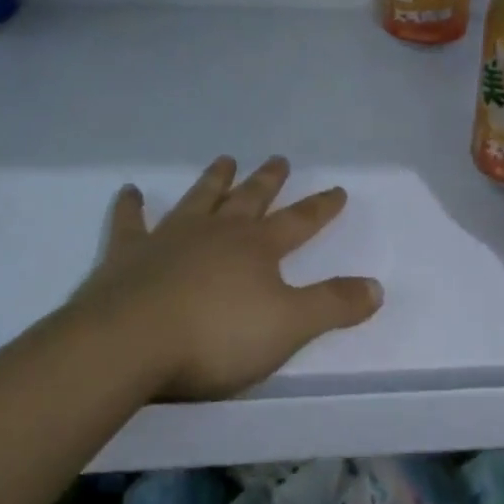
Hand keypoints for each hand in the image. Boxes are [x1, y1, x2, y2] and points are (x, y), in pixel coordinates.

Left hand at [72, 155, 382, 401]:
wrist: (128, 344)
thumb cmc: (215, 336)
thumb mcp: (289, 326)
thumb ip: (333, 305)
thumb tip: (377, 287)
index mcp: (258, 248)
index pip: (300, 221)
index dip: (322, 207)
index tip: (338, 189)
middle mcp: (218, 233)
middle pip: (250, 199)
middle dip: (268, 180)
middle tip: (279, 159)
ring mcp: (170, 239)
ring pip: (199, 199)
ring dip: (214, 180)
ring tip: (225, 159)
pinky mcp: (127, 256)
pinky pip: (130, 223)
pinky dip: (130, 206)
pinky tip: (129, 191)